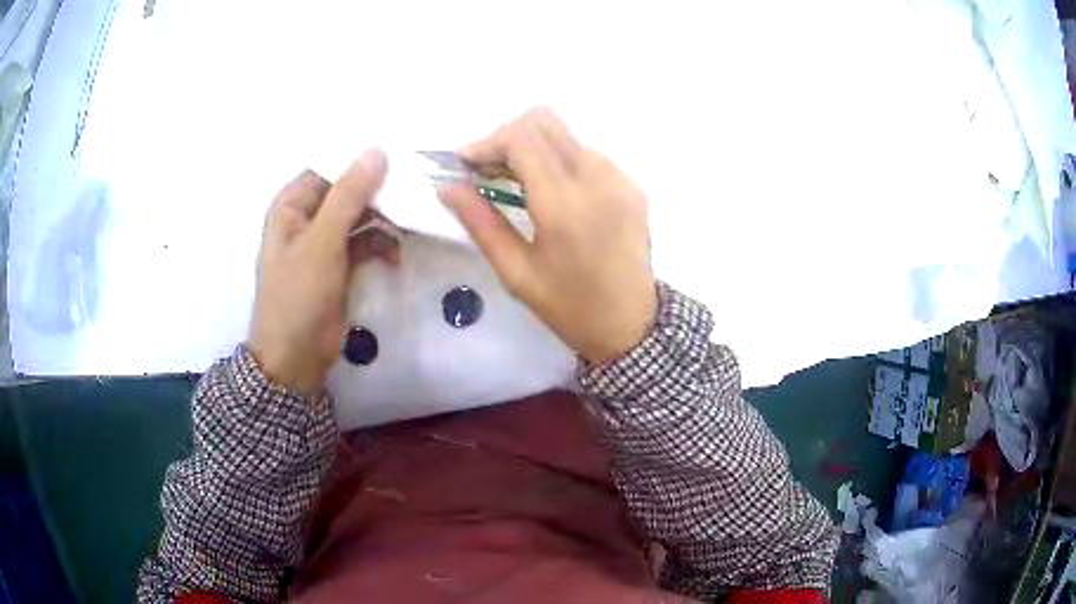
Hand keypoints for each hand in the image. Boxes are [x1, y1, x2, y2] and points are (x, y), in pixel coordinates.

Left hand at [248, 150, 389, 393]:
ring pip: (362, 215)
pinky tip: (396, 255)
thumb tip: (377, 151)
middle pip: (349, 190)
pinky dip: (382, 244)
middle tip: (416, 189)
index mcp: (292, 204)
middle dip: (380, 191)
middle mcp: (308, 216)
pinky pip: (366, 241)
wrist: (296, 358)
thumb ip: (348, 196)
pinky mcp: (341, 263)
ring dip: (385, 219)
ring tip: (411, 223)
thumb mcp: (322, 243)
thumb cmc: (298, 296)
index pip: (330, 167)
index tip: (401, 155)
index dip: (361, 160)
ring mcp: (325, 241)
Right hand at [438, 109, 656, 364]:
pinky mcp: (633, 185)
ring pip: (567, 135)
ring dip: (535, 147)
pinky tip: (552, 192)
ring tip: (516, 182)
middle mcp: (597, 179)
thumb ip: (481, 223)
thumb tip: (448, 187)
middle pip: (545, 121)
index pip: (522, 138)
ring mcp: (620, 179)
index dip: (488, 142)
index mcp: (564, 205)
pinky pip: (589, 154)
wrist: (632, 326)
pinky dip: (561, 160)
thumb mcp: (516, 272)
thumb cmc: (569, 307)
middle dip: (508, 137)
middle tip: (488, 169)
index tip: (466, 164)